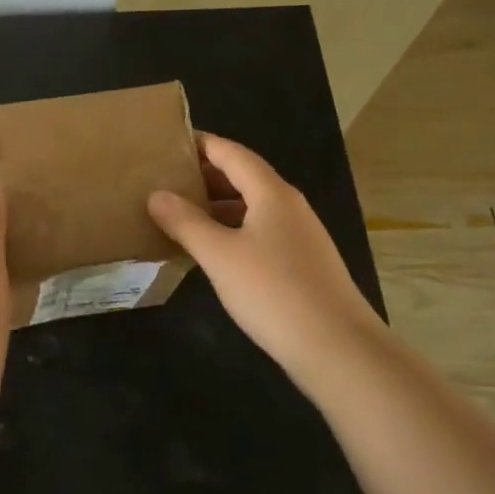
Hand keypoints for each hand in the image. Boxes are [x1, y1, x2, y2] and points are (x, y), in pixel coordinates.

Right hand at [147, 134, 381, 384]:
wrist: (339, 350)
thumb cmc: (274, 292)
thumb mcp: (219, 256)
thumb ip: (185, 222)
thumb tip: (156, 195)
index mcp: (272, 193)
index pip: (231, 153)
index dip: (201, 144)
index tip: (167, 143)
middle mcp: (289, 206)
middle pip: (243, 177)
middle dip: (205, 175)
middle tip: (164, 179)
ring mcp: (300, 236)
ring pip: (252, 207)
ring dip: (217, 206)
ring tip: (179, 214)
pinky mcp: (303, 264)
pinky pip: (261, 232)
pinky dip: (232, 230)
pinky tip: (211, 251)